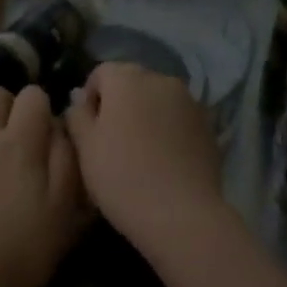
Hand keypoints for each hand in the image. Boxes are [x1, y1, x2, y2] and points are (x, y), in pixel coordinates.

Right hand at [63, 62, 226, 254]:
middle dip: (119, 104)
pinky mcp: (209, 125)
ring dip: (145, 116)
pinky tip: (163, 161)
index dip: (90, 98)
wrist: (180, 213)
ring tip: (139, 152)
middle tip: (110, 142)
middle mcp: (162, 80)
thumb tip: (80, 100)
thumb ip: (77, 115)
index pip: (101, 73)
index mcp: (128, 79)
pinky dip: (168, 130)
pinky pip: (178, 119)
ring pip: (157, 100)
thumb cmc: (121, 177)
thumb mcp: (85, 148)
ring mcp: (190, 101)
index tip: (87, 130)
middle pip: (132, 83)